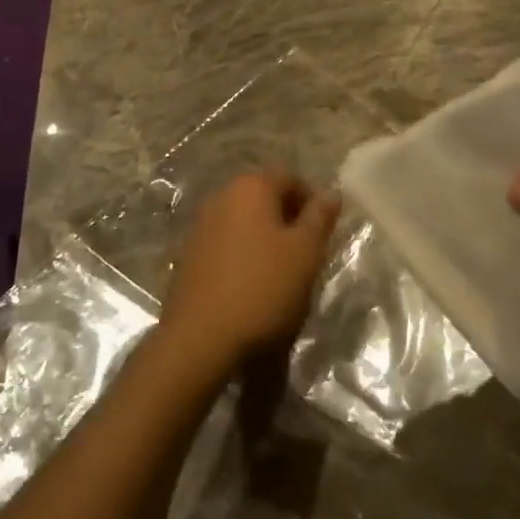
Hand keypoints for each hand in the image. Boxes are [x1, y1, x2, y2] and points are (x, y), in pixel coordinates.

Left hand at [157, 172, 341, 376]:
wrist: (200, 339)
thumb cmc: (263, 288)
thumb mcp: (305, 252)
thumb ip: (320, 217)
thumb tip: (331, 191)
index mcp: (251, 187)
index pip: (291, 179)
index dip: (313, 201)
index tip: (325, 232)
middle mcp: (222, 197)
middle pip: (265, 198)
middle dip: (289, 220)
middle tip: (307, 253)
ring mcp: (200, 226)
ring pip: (245, 222)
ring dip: (265, 239)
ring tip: (282, 273)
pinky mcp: (188, 256)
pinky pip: (226, 244)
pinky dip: (243, 256)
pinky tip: (252, 286)